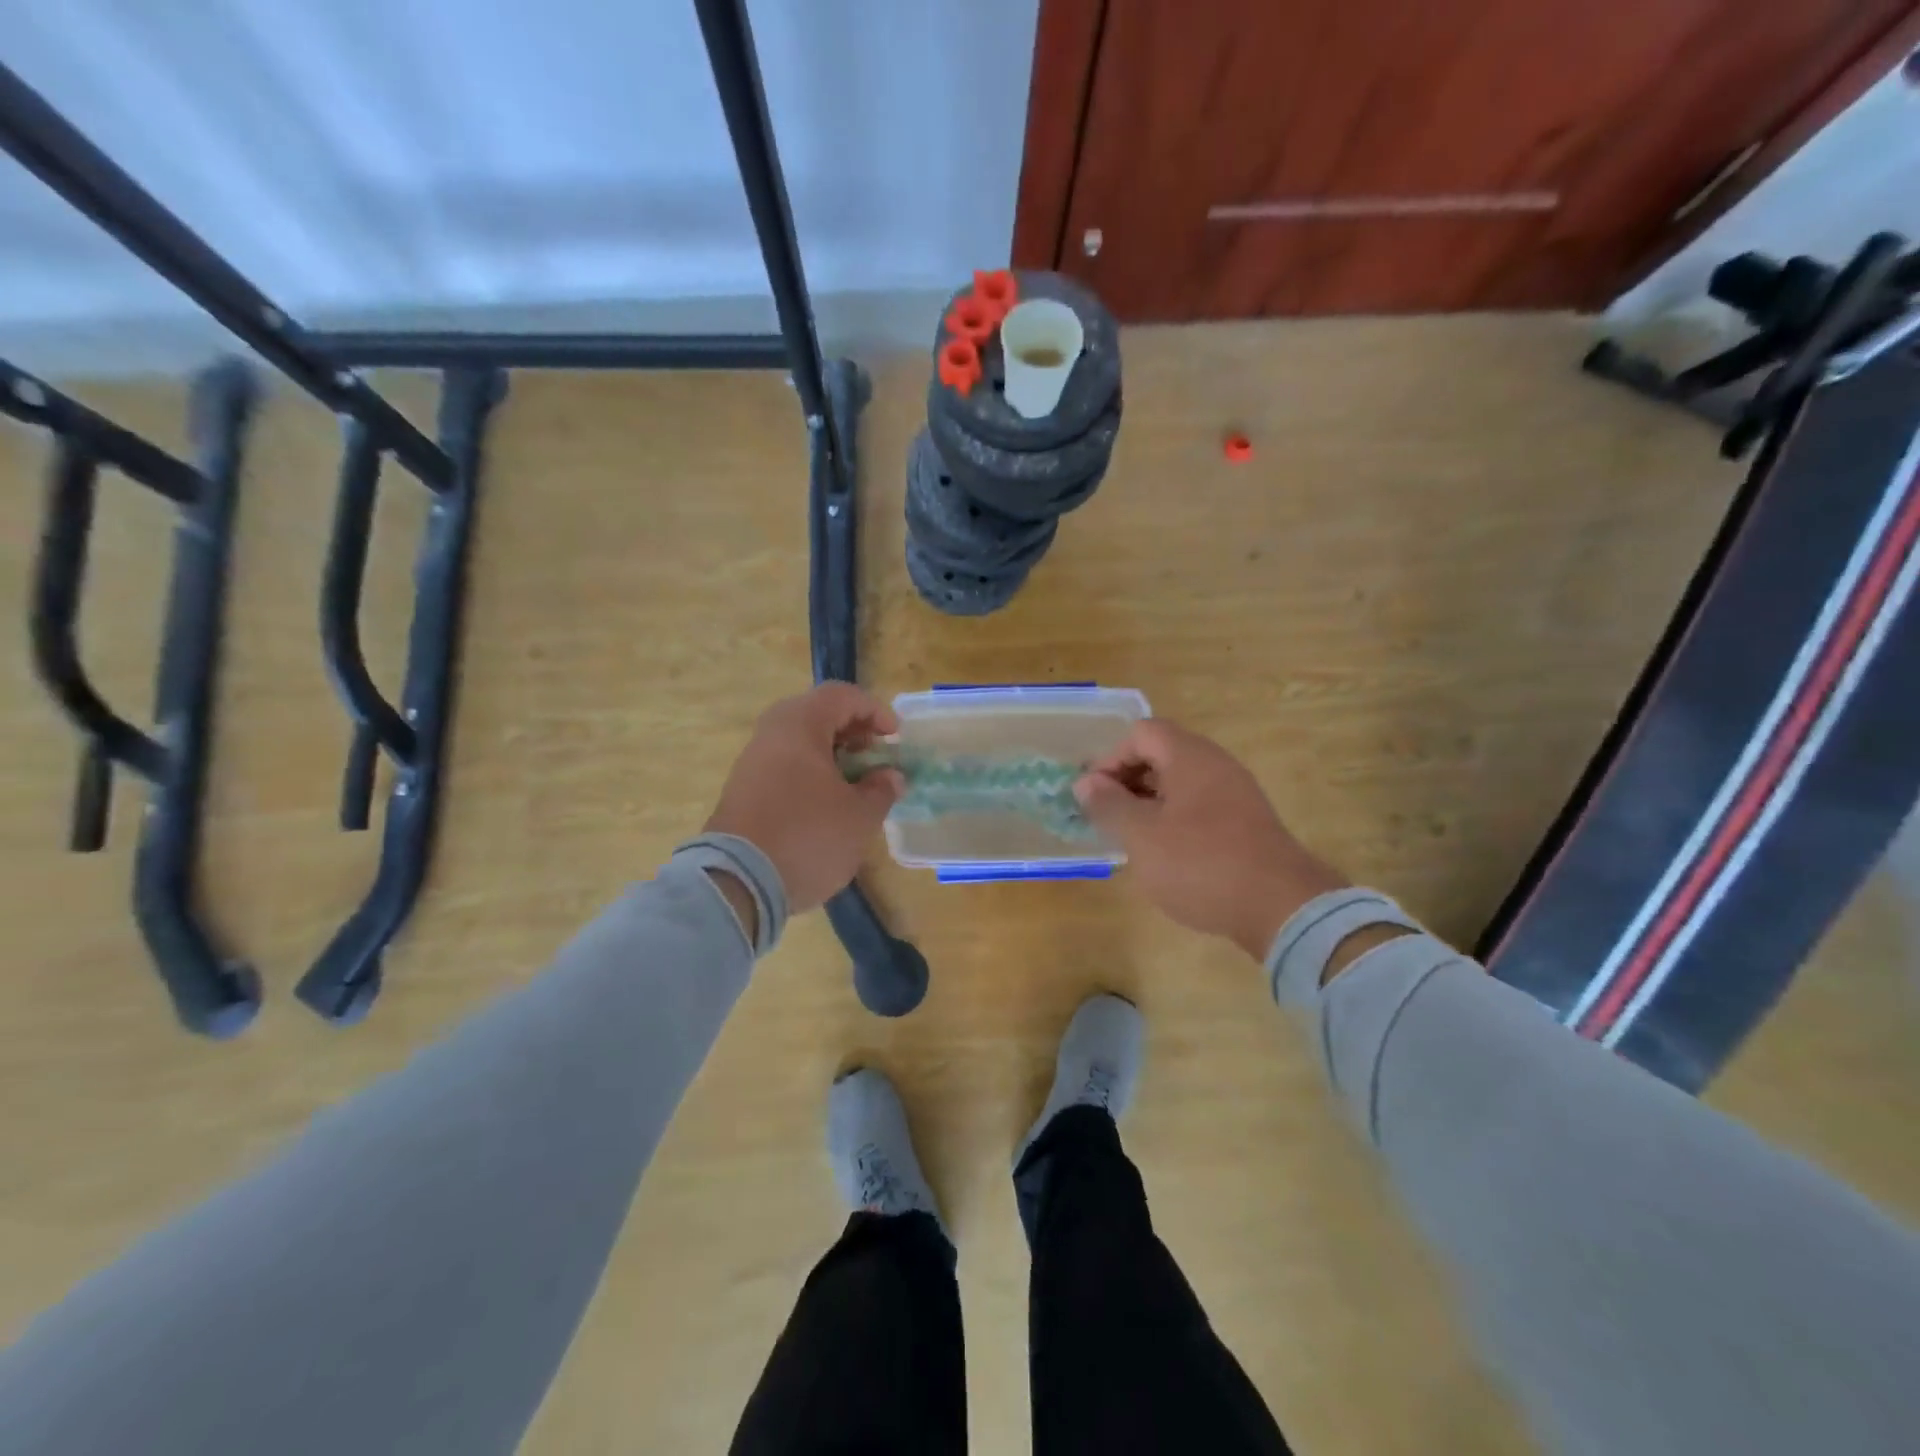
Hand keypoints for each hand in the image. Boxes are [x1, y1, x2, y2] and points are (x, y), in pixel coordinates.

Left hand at [704, 684, 904, 915]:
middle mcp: (770, 734)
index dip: (875, 711)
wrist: (737, 883)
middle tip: (874, 756)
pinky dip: (810, 773)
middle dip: (852, 732)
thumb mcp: (859, 817)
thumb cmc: (808, 837)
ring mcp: (751, 762)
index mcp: (799, 725)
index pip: (842, 696)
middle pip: (817, 714)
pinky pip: (783, 766)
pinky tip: (826, 804)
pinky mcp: (742, 791)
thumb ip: (881, 790)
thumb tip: (889, 776)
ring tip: (854, 784)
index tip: (895, 739)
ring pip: (798, 742)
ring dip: (831, 755)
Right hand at [1075, 719, 1347, 960]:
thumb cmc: (1200, 863)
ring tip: (1132, 839)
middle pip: (1161, 755)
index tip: (1095, 796)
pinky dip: (1175, 821)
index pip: (1141, 733)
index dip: (1110, 758)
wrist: (1282, 907)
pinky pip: (1200, 807)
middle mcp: (1216, 765)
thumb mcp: (1141, 835)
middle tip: (1108, 817)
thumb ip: (1109, 804)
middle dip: (1127, 782)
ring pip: (1180, 784)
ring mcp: (1237, 794)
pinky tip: (1166, 856)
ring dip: (1149, 804)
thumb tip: (1085, 783)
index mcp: (1190, 757)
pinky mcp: (1247, 824)